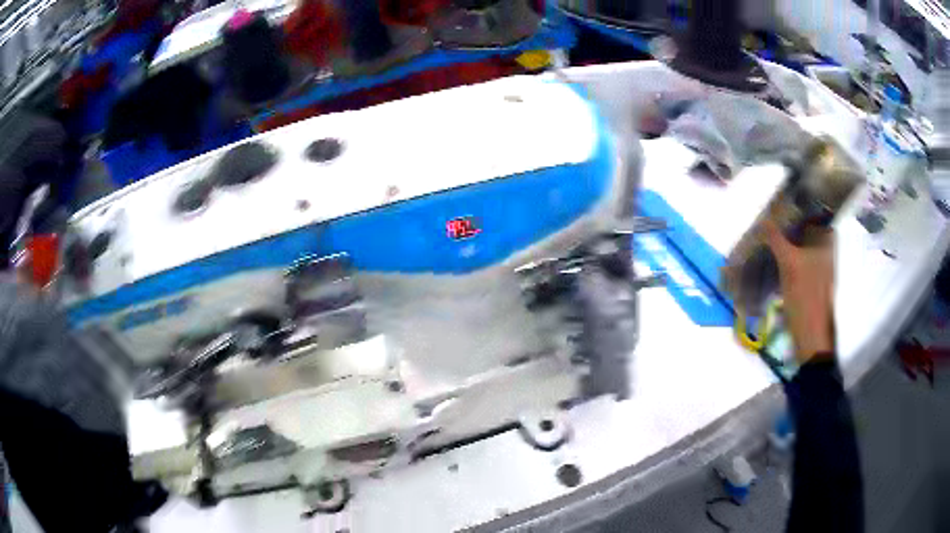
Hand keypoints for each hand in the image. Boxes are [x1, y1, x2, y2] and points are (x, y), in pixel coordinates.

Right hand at [762, 217, 835, 363]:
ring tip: (769, 237)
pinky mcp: (811, 281)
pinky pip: (799, 261)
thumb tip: (763, 220)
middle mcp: (826, 250)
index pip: (814, 212)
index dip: (798, 206)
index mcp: (827, 241)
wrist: (811, 336)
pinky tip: (774, 258)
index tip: (781, 204)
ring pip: (801, 245)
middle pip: (806, 229)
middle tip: (770, 220)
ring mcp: (819, 266)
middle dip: (789, 224)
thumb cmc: (805, 295)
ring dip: (786, 241)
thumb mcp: (789, 264)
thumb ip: (776, 239)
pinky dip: (788, 257)